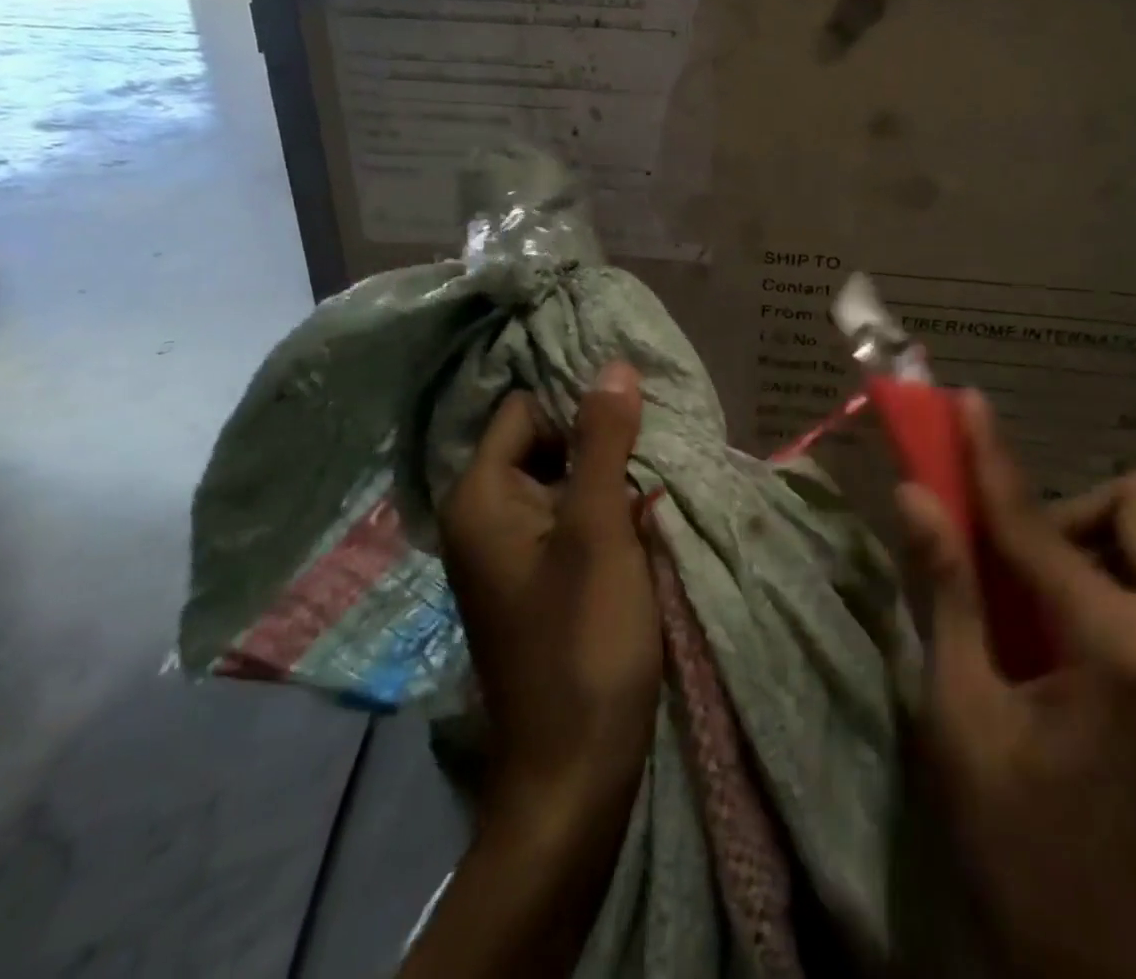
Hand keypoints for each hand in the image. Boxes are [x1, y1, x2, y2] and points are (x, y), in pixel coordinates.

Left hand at [439, 362, 660, 832]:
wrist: (574, 771)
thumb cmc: (583, 640)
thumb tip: (612, 365)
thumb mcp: (598, 528)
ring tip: (654, 481)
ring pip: (561, 482)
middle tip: (652, 450)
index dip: (576, 404)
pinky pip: (567, 519)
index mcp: (481, 496)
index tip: (631, 413)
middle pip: (543, 443)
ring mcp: (509, 552)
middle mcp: (483, 517)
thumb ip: (603, 441)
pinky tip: (641, 518)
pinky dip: (602, 511)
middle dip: (597, 442)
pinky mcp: (535, 579)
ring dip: (606, 478)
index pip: (526, 409)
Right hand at [897, 394, 1135, 978]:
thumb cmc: (1032, 855)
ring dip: (1090, 552)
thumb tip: (915, 497)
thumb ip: (948, 594)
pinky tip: (1070, 653)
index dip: (992, 457)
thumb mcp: (967, 720)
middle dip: (1069, 514)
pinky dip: (1112, 589)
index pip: (1039, 521)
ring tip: (1036, 617)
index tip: (968, 403)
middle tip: (1015, 569)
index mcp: (1126, 645)